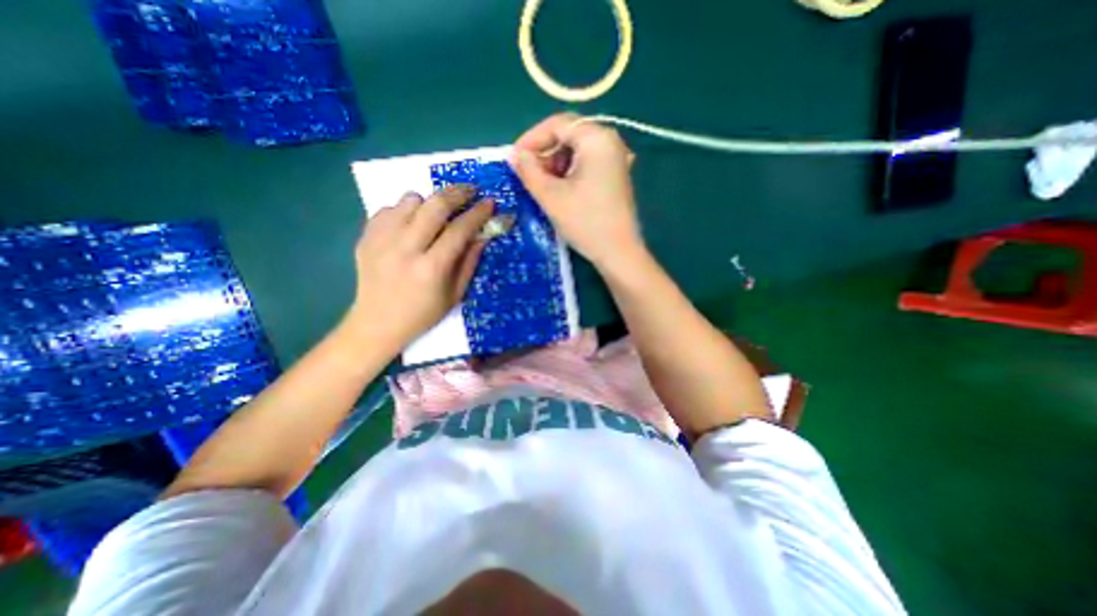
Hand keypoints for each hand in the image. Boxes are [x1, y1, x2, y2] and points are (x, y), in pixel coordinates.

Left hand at [347, 186, 493, 352]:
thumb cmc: (423, 314)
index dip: (478, 214)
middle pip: (434, 206)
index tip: (490, 202)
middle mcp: (405, 249)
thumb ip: (470, 262)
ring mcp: (381, 240)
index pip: (459, 230)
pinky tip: (411, 225)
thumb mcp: (455, 294)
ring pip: (410, 200)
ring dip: (430, 202)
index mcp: (431, 268)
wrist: (376, 323)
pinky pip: (389, 208)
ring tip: (437, 212)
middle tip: (470, 190)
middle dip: (457, 193)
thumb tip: (483, 234)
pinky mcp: (366, 236)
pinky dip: (405, 211)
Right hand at [512, 112, 644, 272]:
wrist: (618, 253)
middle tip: (528, 175)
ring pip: (577, 152)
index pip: (557, 124)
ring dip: (555, 165)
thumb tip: (514, 155)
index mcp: (596, 139)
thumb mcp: (550, 196)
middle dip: (544, 154)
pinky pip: (587, 165)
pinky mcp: (615, 177)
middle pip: (568, 136)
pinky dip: (570, 173)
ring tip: (543, 187)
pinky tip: (561, 191)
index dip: (531, 139)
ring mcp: (616, 160)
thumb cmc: (585, 222)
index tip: (514, 159)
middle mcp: (610, 142)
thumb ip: (528, 170)